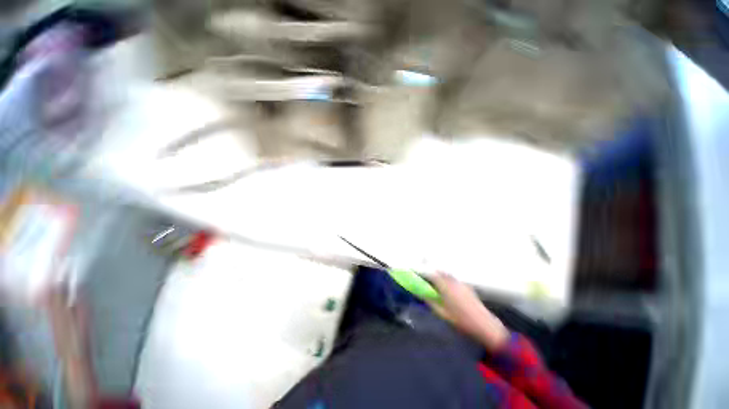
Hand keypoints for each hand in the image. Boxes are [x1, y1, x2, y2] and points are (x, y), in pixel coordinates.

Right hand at [429, 272, 509, 350]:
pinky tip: (447, 288)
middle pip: (439, 272)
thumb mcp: (442, 313)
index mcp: (445, 286)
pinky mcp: (467, 287)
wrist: (484, 325)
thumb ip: (431, 302)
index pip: (431, 275)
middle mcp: (453, 281)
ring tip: (435, 282)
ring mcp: (461, 283)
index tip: (417, 274)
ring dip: (439, 275)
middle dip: (431, 272)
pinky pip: (453, 279)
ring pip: (447, 274)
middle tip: (425, 277)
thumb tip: (422, 294)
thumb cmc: (461, 320)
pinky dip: (447, 279)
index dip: (423, 273)